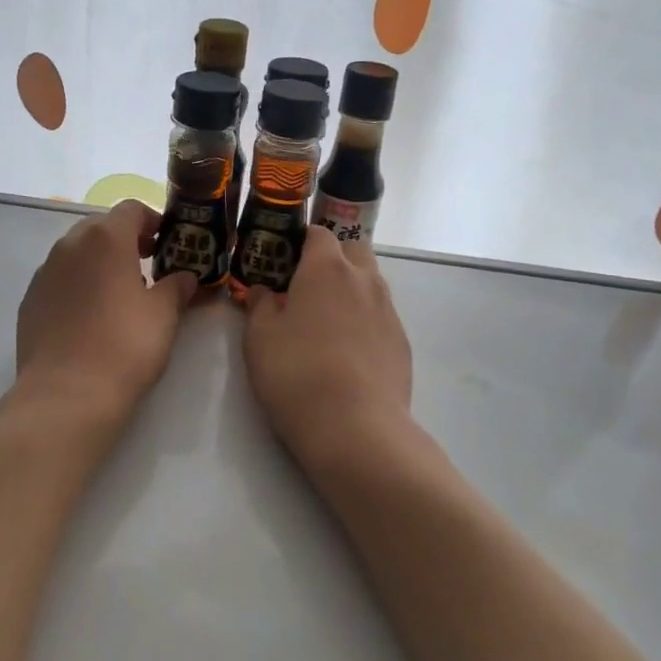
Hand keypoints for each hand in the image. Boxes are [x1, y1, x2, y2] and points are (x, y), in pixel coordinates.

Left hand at [16, 200, 197, 423]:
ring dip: (99, 262)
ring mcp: (44, 273)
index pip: (131, 209)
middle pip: (100, 227)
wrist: (66, 394)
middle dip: (125, 240)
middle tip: (147, 266)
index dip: (152, 221)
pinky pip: (58, 279)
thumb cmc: (124, 347)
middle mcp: (69, 246)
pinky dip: (77, 284)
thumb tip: (185, 277)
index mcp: (105, 239)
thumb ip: (176, 287)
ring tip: (118, 294)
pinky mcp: (30, 300)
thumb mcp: (163, 315)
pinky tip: (89, 316)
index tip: (166, 244)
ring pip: (76, 252)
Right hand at [243, 226, 413, 475]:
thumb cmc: (297, 373)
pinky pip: (380, 316)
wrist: (356, 428)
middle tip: (305, 287)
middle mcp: (364, 280)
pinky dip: (363, 321)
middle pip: (353, 250)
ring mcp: (388, 311)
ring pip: (369, 283)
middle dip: (332, 259)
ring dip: (349, 289)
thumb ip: (260, 305)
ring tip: (325, 321)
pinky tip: (346, 352)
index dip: (300, 240)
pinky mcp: (402, 342)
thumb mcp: (259, 338)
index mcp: (327, 268)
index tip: (282, 259)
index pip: (318, 233)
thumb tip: (264, 291)